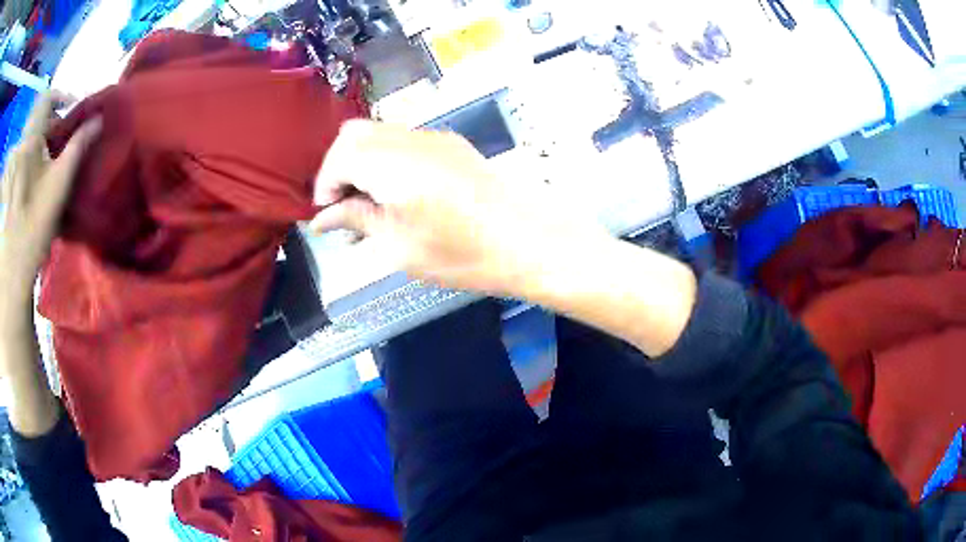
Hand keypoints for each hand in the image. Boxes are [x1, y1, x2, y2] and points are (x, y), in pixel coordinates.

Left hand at [0, 93, 100, 310]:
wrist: (10, 274)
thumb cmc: (33, 229)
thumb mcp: (57, 188)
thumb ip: (77, 148)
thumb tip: (98, 120)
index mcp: (30, 141)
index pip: (46, 97)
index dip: (60, 96)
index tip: (70, 111)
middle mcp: (19, 147)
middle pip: (35, 120)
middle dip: (48, 124)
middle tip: (58, 144)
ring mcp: (11, 167)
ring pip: (25, 141)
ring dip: (36, 144)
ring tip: (43, 166)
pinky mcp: (6, 186)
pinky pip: (17, 159)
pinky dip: (25, 160)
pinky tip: (28, 182)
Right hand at [309, 120, 610, 296]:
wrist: (528, 241)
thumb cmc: (461, 254)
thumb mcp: (399, 246)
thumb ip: (356, 221)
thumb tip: (322, 219)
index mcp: (392, 164)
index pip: (339, 156)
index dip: (325, 185)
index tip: (329, 216)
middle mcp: (410, 139)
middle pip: (355, 135)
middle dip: (340, 168)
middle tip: (345, 207)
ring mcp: (433, 137)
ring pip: (379, 134)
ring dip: (364, 162)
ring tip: (370, 205)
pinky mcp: (451, 143)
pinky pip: (404, 140)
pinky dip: (388, 159)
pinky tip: (398, 193)